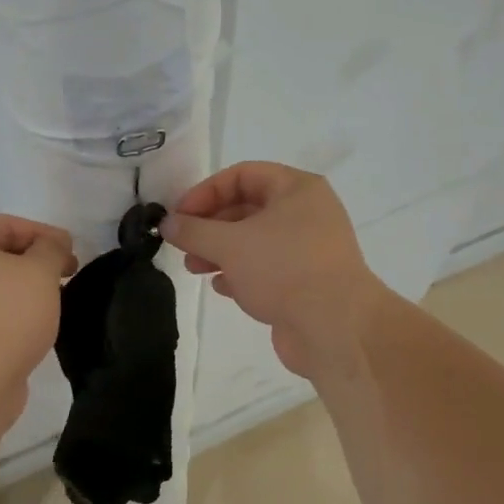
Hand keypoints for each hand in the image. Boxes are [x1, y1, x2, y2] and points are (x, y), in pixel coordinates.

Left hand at [0, 215, 76, 412]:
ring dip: (21, 290)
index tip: (72, 251)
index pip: (5, 224)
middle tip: (66, 276)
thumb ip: (51, 248)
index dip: (43, 234)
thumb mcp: (40, 271)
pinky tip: (32, 327)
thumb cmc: (4, 314)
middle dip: (33, 262)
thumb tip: (53, 243)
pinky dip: (7, 315)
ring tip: (53, 302)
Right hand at [160, 163, 389, 377]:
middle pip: (247, 208)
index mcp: (297, 189)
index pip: (242, 175)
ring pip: (254, 241)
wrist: (336, 328)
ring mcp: (308, 249)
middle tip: (182, 244)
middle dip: (210, 226)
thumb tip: (167, 223)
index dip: (206, 191)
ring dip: (220, 251)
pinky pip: (266, 268)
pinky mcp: (306, 282)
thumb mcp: (229, 244)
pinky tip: (221, 288)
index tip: (179, 216)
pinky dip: (240, 273)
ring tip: (194, 268)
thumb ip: (194, 230)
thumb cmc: (284, 270)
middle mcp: (307, 213)